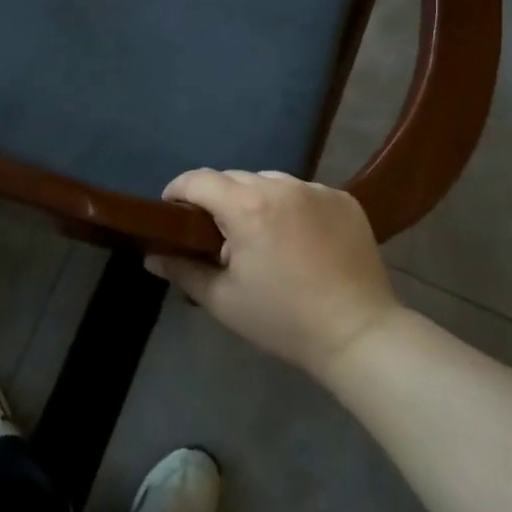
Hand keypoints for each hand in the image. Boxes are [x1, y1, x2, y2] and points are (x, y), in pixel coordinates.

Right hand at [150, 170, 402, 382]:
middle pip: (235, 178)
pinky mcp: (344, 199)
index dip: (178, 191)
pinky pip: (304, 192)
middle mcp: (281, 185)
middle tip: (216, 234)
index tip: (171, 211)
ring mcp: (317, 189)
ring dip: (256, 200)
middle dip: (218, 199)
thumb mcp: (224, 300)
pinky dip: (292, 206)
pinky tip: (298, 238)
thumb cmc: (283, 320)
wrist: (358, 333)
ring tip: (260, 235)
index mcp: (247, 206)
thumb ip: (183, 270)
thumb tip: (152, 256)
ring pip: (270, 182)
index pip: (199, 180)